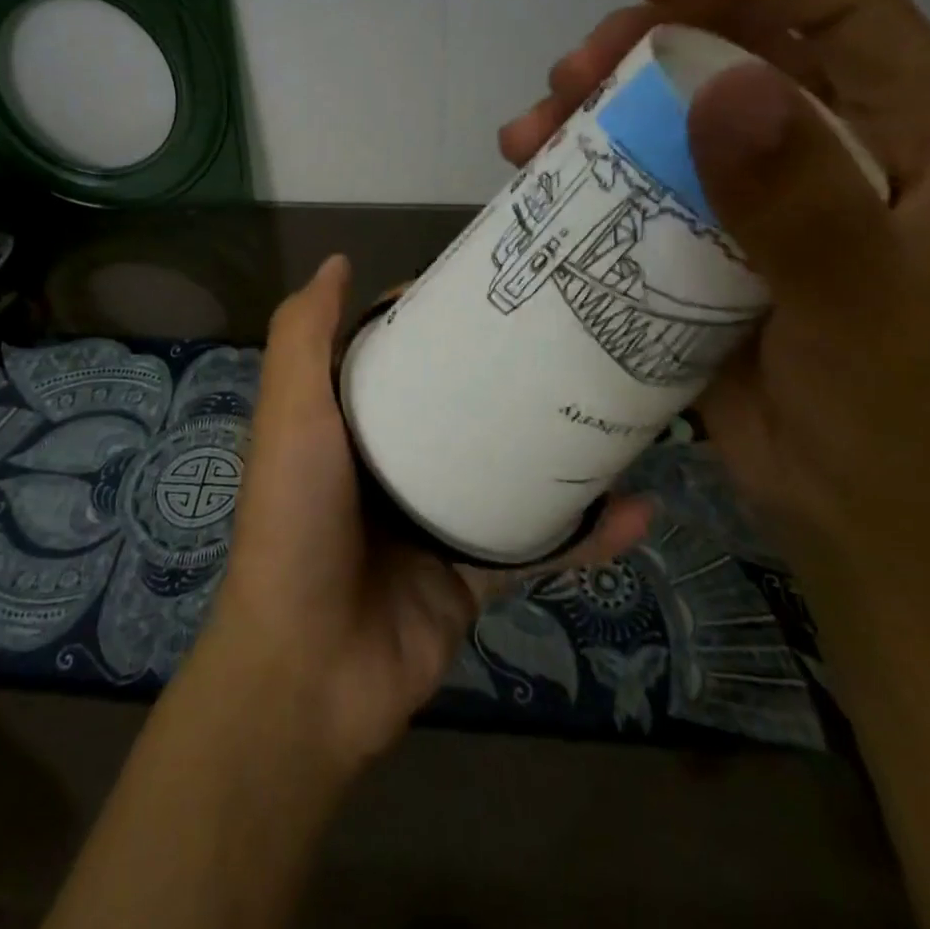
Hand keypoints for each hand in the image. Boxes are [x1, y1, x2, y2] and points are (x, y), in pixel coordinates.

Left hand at [202, 254, 653, 776]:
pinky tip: (638, 508)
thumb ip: (303, 336)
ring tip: (618, 408)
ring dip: (558, 447)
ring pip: (507, 469)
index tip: (491, 290)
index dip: (436, 319)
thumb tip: (337, 261)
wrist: (311, 667)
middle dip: (508, 375)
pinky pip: (538, 545)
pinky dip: (587, 534)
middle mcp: (393, 462)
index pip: (398, 353)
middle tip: (572, 339)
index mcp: (350, 421)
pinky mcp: (474, 573)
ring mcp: (436, 518)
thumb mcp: (291, 412)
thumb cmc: (297, 518)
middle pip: (459, 404)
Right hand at [498, 0, 929, 597]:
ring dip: (602, 100)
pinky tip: (537, 169)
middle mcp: (841, 146)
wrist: (842, 510)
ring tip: (535, 125)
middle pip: (741, 45)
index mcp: (914, 139)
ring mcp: (769, 188)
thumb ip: (797, 203)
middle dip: (647, 40)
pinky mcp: (712, 231)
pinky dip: (589, 160)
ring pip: (680, 106)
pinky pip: (646, 170)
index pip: (841, 8)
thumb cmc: (874, 416)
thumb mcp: (848, 310)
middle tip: (571, 71)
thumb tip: (723, 85)